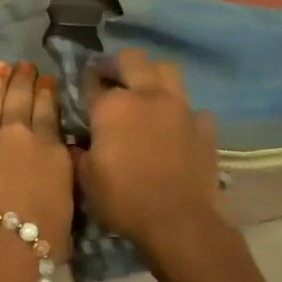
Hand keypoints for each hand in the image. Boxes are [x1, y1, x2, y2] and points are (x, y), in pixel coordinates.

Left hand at [0, 61, 73, 268]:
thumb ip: (60, 187)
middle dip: (23, 80)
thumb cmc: (33, 248)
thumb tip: (57, 171)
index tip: (46, 79)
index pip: (50, 115)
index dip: (47, 94)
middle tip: (23, 65)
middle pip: (20, 101)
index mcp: (51, 154)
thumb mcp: (65, 218)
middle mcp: (18, 137)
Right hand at [78, 50, 224, 255]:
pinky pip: (192, 108)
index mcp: (112, 106)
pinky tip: (175, 126)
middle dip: (116, 64)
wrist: (179, 222)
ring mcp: (180, 108)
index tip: (81, 88)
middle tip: (109, 77)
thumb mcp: (86, 181)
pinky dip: (181, 113)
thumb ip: (79, 154)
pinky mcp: (204, 127)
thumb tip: (77, 144)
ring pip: (167, 70)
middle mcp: (147, 96)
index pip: (91, 81)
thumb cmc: (124, 200)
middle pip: (131, 59)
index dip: (83, 82)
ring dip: (152, 74)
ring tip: (144, 91)